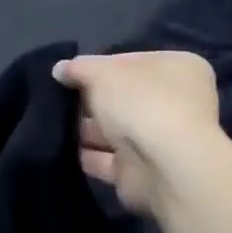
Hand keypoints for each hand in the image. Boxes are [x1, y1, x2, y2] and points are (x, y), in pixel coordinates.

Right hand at [53, 53, 222, 214]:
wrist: (164, 167)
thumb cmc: (141, 104)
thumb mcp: (102, 72)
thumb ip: (78, 68)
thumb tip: (60, 69)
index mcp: (178, 69)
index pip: (131, 61)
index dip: (98, 66)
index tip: (69, 74)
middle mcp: (175, 102)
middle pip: (122, 97)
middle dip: (89, 101)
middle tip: (58, 100)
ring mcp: (160, 139)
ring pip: (114, 130)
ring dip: (85, 130)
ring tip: (53, 125)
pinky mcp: (142, 170)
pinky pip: (107, 159)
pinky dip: (87, 156)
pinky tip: (61, 150)